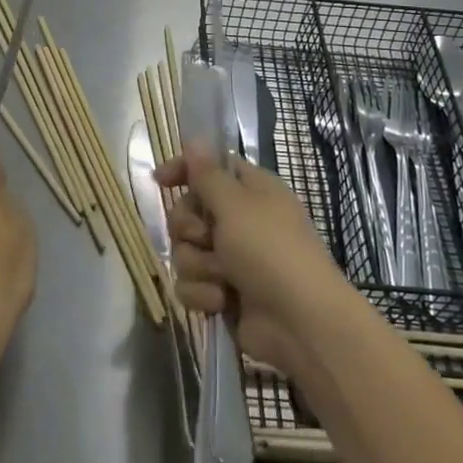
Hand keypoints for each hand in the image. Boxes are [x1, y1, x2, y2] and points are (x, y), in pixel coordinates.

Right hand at [158, 144, 355, 377]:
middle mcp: (240, 221)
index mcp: (251, 191)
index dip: (184, 171)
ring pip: (185, 251)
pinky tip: (221, 302)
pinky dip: (203, 293)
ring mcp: (231, 259)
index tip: (161, 181)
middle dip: (189, 228)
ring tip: (222, 277)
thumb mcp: (236, 205)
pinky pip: (191, 284)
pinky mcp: (223, 293)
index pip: (210, 168)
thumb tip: (195, 139)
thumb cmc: (271, 251)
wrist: (301, 323)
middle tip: (204, 237)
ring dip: (199, 265)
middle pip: (189, 212)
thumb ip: (208, 174)